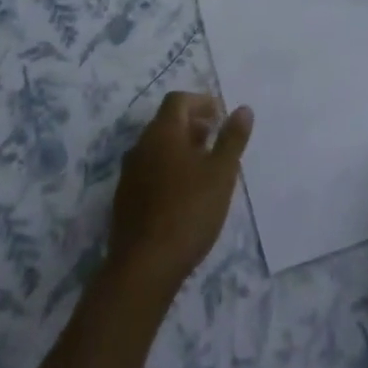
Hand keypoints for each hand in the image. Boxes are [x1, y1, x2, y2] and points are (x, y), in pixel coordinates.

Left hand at [108, 92, 252, 293]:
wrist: (143, 267)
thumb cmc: (188, 211)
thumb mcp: (221, 174)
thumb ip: (232, 139)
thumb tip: (243, 109)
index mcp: (162, 132)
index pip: (178, 100)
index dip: (201, 101)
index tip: (220, 115)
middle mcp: (141, 145)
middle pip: (166, 122)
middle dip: (192, 124)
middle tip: (215, 139)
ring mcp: (130, 173)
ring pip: (157, 148)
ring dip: (180, 148)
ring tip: (204, 168)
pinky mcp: (125, 199)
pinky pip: (149, 171)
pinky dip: (168, 170)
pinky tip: (183, 194)